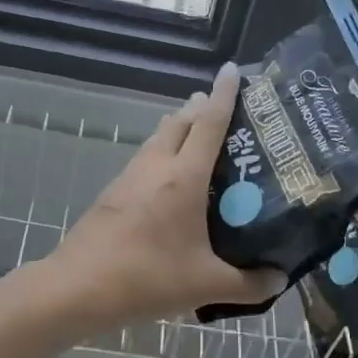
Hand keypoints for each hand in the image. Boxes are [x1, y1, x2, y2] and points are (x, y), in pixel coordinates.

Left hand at [49, 64, 283, 325]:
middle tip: (222, 108)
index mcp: (184, 177)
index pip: (209, 123)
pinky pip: (144, 160)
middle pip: (179, 121)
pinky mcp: (112, 193)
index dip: (224, 94)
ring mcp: (129, 178)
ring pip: (157, 139)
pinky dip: (161, 155)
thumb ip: (249, 284)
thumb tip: (279, 279)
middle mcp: (156, 167)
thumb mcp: (206, 285)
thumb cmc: (147, 278)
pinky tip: (168, 181)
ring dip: (177, 129)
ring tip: (198, 138)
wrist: (78, 288)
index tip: (232, 69)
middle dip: (200, 107)